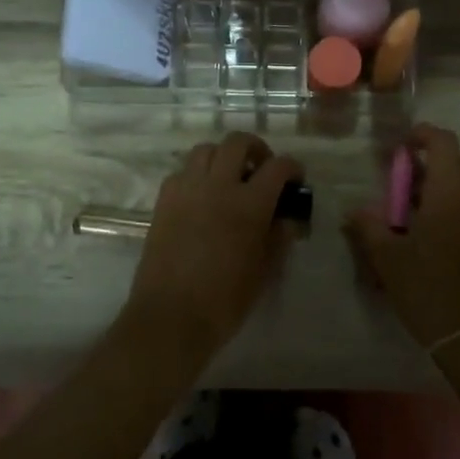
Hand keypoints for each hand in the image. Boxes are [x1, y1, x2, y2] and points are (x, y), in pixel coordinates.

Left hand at [124, 132, 303, 365]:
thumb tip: (286, 218)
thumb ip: (279, 237)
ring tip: (229, 178)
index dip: (292, 168)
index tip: (295, 180)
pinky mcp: (163, 201)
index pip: (278, 166)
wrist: (171, 316)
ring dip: (223, 156)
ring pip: (205, 150)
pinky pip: (182, 171)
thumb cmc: (226, 299)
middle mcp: (217, 185)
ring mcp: (186, 189)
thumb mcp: (264, 270)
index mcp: (249, 203)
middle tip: (262, 169)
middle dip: (256, 149)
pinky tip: (202, 196)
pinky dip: (197, 174)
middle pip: (237, 142)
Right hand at [345, 124, 459, 349]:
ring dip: (458, 186)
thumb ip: (369, 227)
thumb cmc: (428, 291)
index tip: (405, 146)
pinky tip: (448, 239)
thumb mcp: (388, 260)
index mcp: (450, 194)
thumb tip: (355, 210)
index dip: (424, 135)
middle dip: (446, 161)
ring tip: (429, 215)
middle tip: (418, 183)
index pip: (445, 143)